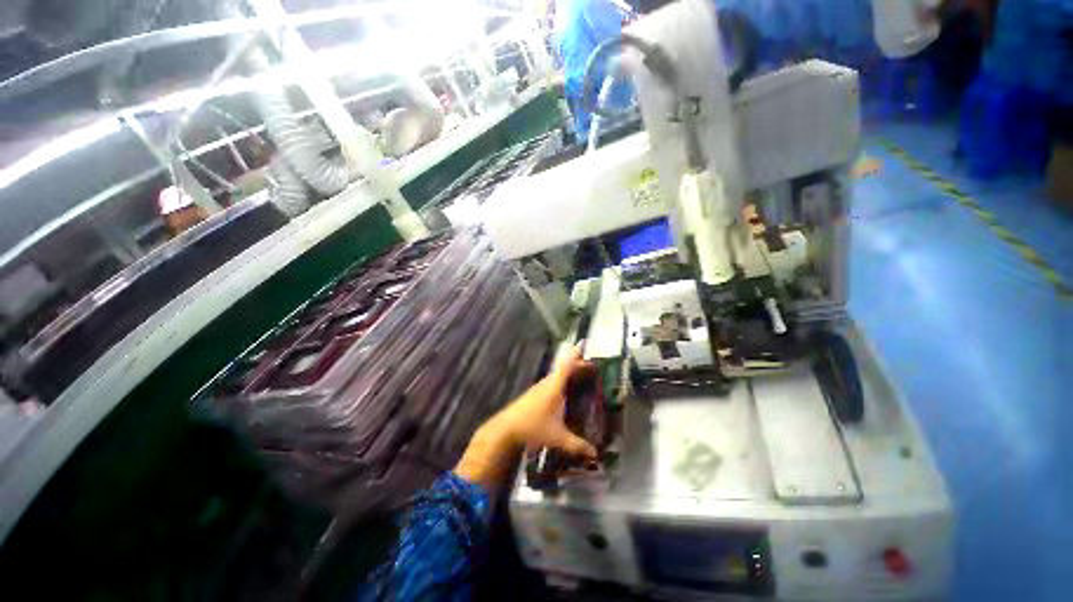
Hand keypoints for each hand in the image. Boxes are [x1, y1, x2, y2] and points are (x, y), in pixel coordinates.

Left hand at [454, 345, 596, 487]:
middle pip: (564, 368)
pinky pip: (553, 381)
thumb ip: (577, 445)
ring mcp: (540, 387)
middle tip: (591, 364)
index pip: (567, 366)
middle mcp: (547, 383)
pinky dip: (562, 379)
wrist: (506, 428)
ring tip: (581, 374)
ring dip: (569, 371)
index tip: (584, 344)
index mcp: (554, 387)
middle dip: (577, 363)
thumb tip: (595, 454)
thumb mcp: (557, 437)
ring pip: (557, 374)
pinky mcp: (536, 393)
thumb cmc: (533, 427)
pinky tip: (566, 389)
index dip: (576, 355)